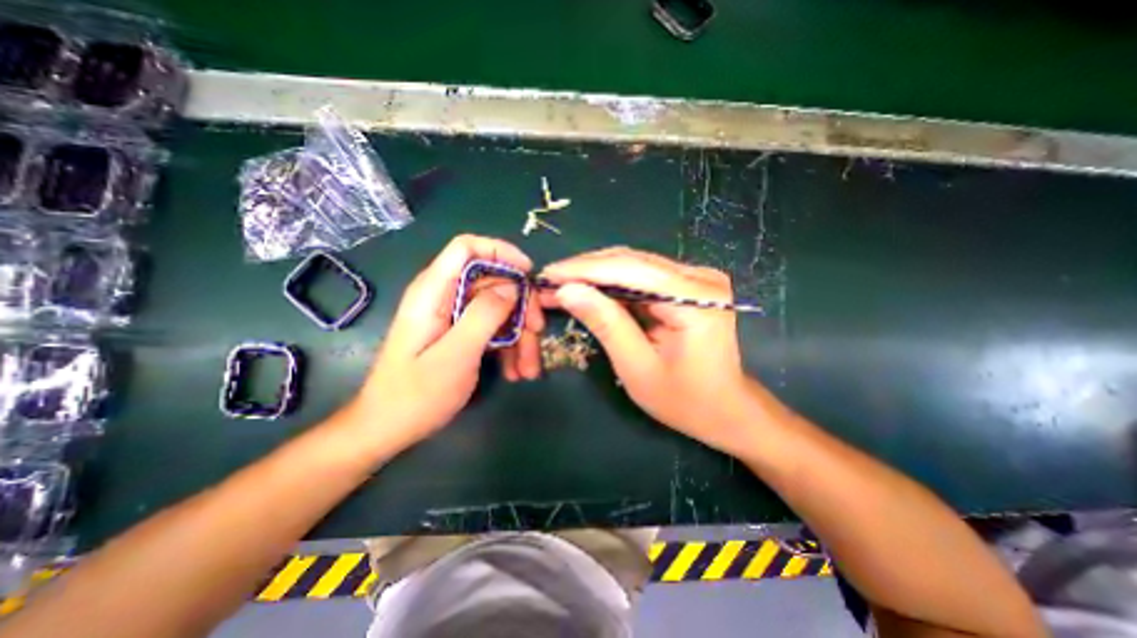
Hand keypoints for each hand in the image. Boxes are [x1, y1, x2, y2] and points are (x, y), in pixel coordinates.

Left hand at [345, 235, 542, 452]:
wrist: (388, 429)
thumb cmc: (416, 394)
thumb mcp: (456, 354)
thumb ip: (485, 315)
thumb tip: (513, 286)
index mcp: (434, 291)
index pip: (467, 248)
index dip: (500, 252)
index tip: (528, 273)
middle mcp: (444, 297)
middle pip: (493, 282)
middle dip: (520, 305)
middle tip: (537, 331)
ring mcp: (454, 316)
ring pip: (499, 309)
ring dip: (520, 335)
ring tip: (528, 369)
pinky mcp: (461, 334)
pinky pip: (493, 329)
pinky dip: (509, 347)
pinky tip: (516, 371)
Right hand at [542, 246, 751, 456]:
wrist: (725, 409)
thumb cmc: (684, 400)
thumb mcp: (637, 368)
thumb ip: (606, 324)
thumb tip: (567, 290)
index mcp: (694, 299)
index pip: (631, 270)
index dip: (584, 269)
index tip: (548, 274)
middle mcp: (699, 277)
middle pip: (632, 261)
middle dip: (586, 270)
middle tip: (550, 280)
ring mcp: (696, 278)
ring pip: (634, 265)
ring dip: (596, 274)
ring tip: (563, 285)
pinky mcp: (687, 285)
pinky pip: (642, 276)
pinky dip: (613, 283)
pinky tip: (589, 289)